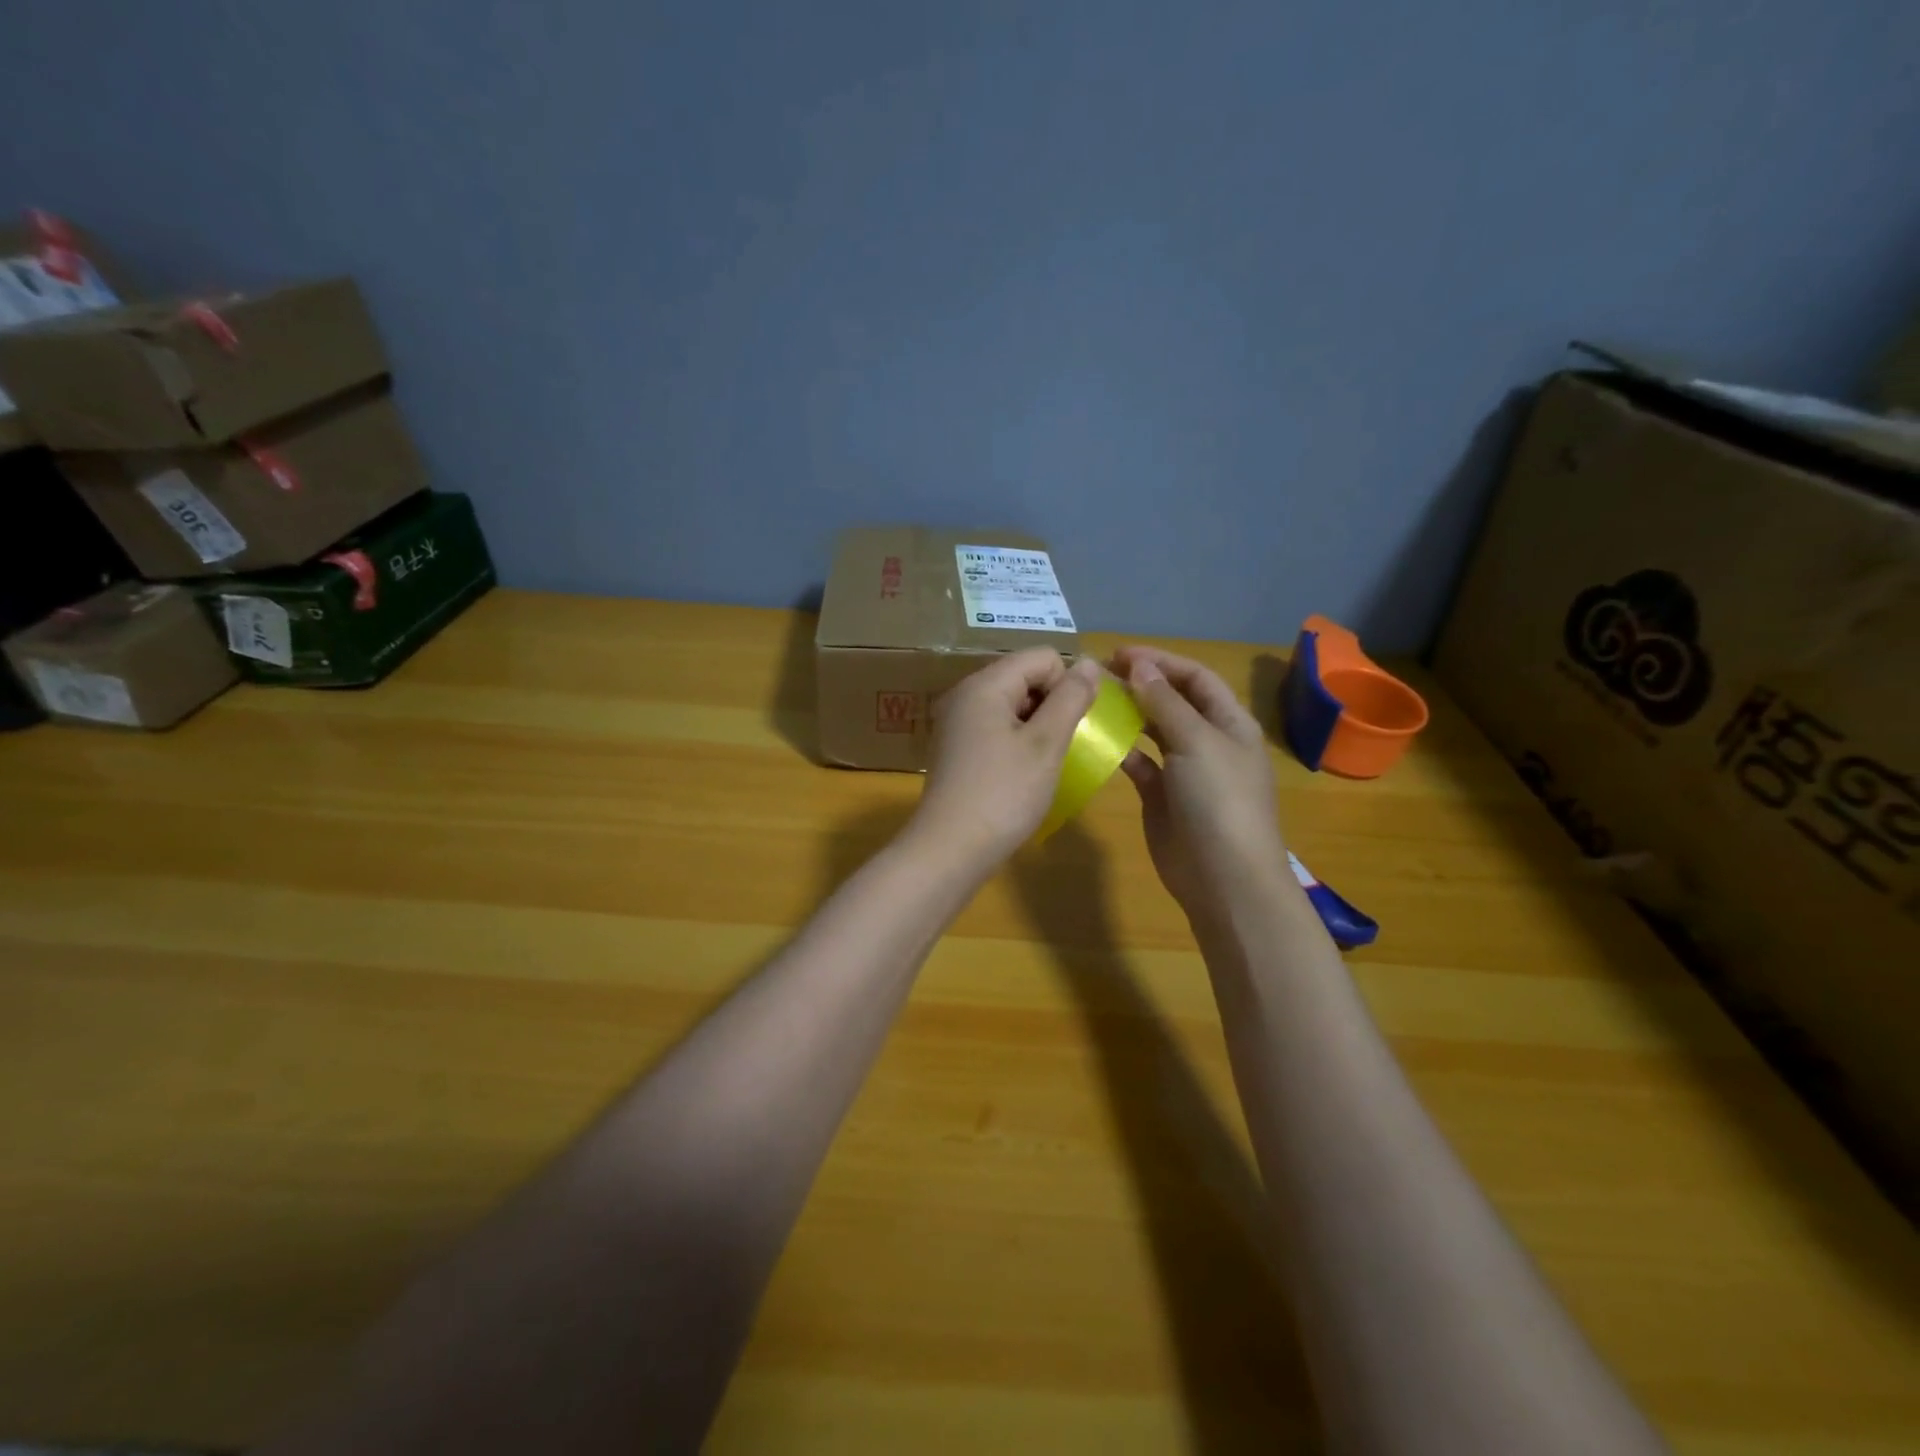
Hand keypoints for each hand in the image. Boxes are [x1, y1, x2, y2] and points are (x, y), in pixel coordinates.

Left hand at [909, 648, 1101, 876]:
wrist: (949, 849)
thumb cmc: (1003, 794)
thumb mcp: (1046, 744)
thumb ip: (1071, 698)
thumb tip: (1089, 664)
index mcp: (985, 684)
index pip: (1041, 657)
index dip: (1066, 684)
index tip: (1072, 726)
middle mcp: (965, 694)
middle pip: (1024, 677)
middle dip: (1051, 704)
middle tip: (1060, 747)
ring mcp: (956, 722)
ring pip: (1011, 704)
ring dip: (1036, 725)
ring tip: (1043, 763)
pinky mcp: (956, 748)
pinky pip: (995, 727)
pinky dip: (1016, 741)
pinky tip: (1022, 773)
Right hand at [1113, 645, 1288, 920]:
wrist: (1224, 877)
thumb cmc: (1219, 800)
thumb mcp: (1196, 741)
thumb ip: (1164, 702)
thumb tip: (1138, 665)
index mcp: (1230, 723)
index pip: (1195, 678)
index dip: (1160, 661)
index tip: (1118, 654)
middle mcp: (1209, 741)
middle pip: (1174, 702)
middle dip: (1141, 684)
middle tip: (1099, 674)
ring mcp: (1185, 771)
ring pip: (1154, 732)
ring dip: (1129, 714)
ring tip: (1094, 700)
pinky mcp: (1162, 798)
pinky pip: (1140, 764)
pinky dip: (1121, 750)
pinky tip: (1098, 741)